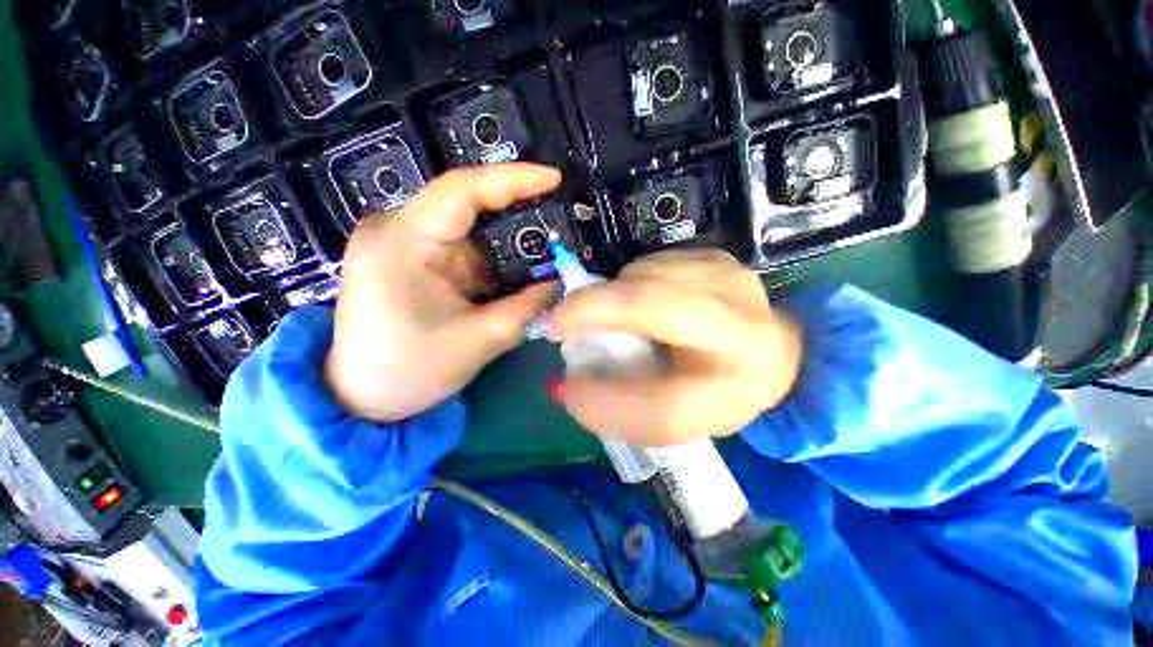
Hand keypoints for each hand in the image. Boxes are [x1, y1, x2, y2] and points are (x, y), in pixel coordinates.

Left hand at [326, 163, 560, 421]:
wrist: (360, 397)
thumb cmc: (412, 371)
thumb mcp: (481, 341)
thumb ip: (527, 307)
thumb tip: (558, 282)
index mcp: (401, 243)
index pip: (461, 190)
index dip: (513, 179)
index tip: (554, 179)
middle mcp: (394, 230)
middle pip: (464, 203)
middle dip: (514, 211)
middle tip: (556, 217)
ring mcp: (398, 242)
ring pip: (465, 226)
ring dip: (503, 239)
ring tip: (543, 250)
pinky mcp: (408, 258)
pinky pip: (458, 245)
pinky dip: (489, 256)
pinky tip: (513, 269)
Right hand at [548, 249, 801, 444]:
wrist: (767, 353)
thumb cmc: (713, 392)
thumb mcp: (668, 418)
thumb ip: (617, 411)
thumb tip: (569, 384)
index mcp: (741, 388)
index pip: (667, 404)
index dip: (608, 397)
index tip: (568, 382)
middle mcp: (747, 329)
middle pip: (654, 306)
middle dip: (596, 309)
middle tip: (562, 322)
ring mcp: (734, 281)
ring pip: (647, 277)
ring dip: (613, 296)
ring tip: (612, 318)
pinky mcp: (718, 257)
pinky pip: (653, 262)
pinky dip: (631, 281)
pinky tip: (640, 301)